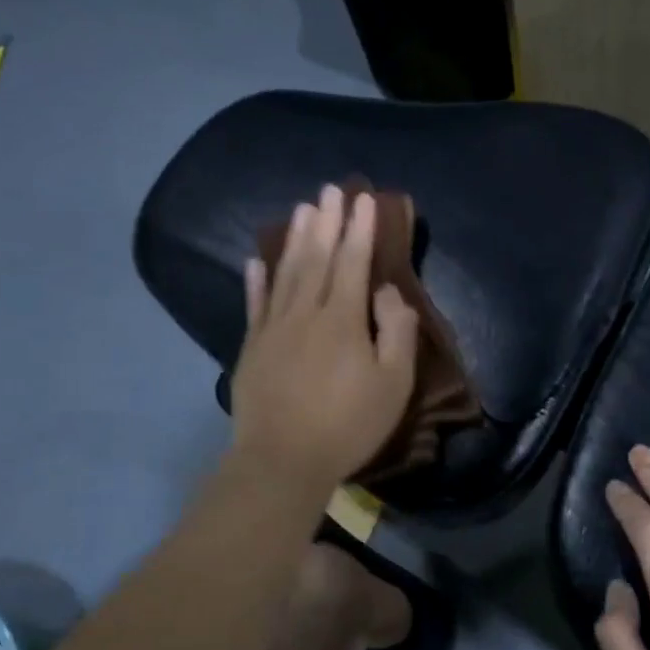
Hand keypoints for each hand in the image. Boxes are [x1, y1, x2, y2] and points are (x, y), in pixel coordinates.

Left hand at [228, 185, 419, 489]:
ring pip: (285, 274)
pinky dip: (256, 280)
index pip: (352, 262)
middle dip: (325, 222)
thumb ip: (397, 332)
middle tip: (329, 189)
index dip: (359, 229)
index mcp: (342, 319)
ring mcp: (273, 329)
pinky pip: (254, 304)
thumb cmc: (349, 424)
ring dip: (294, 239)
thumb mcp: (394, 384)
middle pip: (316, 258)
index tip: (364, 200)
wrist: (283, 460)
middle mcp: (305, 313)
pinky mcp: (252, 348)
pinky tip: (256, 261)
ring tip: (301, 210)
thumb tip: (389, 292)